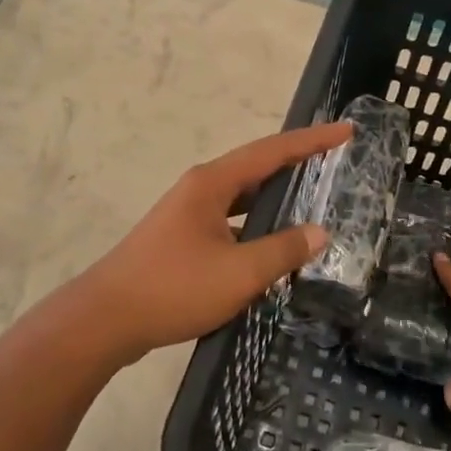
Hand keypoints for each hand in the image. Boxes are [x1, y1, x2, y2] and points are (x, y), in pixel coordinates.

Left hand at [82, 121, 353, 360]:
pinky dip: (254, 226)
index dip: (312, 141)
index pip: (272, 151)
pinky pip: (229, 222)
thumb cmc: (174, 288)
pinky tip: (270, 247)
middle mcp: (199, 190)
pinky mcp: (180, 241)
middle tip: (334, 163)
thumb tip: (320, 233)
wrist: (104, 320)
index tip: (346, 131)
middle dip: (295, 164)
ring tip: (311, 201)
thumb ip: (283, 251)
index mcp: (212, 183)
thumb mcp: (239, 273)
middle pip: (256, 168)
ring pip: (241, 198)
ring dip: (274, 197)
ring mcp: (186, 215)